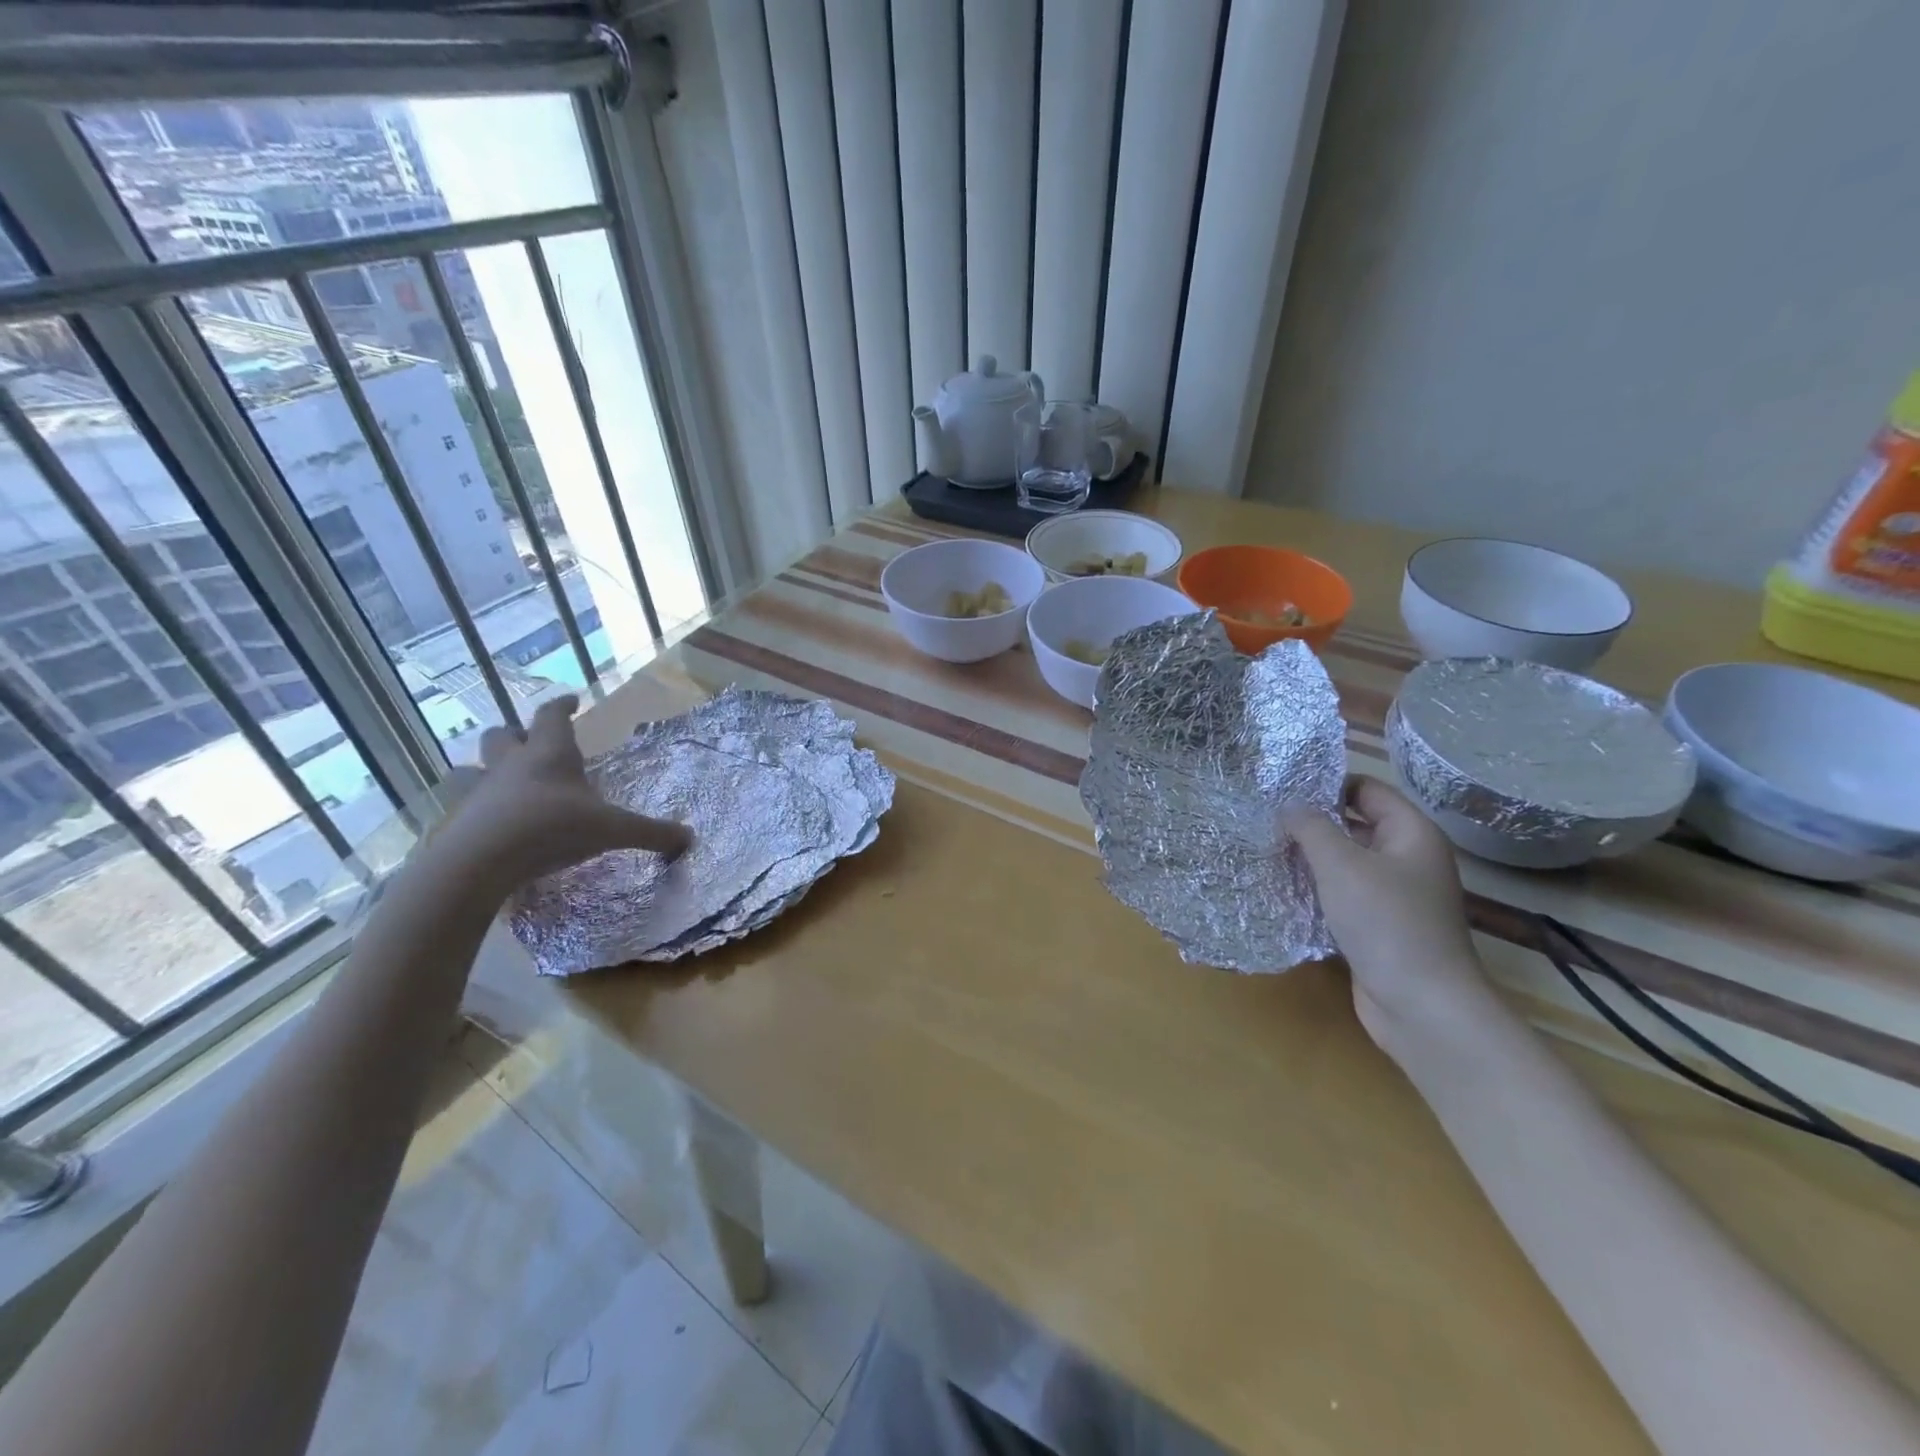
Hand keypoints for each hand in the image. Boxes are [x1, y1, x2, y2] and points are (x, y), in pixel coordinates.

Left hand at [436, 695, 691, 892]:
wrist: (480, 861)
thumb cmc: (551, 828)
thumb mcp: (612, 830)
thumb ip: (650, 832)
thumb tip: (690, 838)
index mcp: (550, 754)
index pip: (553, 716)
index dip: (562, 706)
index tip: (572, 700)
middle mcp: (511, 765)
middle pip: (503, 735)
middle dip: (516, 734)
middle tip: (531, 741)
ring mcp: (480, 792)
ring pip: (473, 768)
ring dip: (485, 769)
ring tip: (502, 781)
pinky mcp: (459, 821)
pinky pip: (465, 806)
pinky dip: (476, 808)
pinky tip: (490, 823)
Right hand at [1284, 777, 1491, 1046]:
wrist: (1423, 1006)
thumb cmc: (1386, 922)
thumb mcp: (1341, 865)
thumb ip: (1311, 827)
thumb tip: (1288, 803)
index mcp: (1411, 833)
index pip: (1366, 789)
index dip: (1326, 783)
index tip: (1280, 787)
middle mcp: (1407, 858)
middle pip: (1354, 824)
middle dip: (1312, 821)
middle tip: (1264, 817)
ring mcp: (1395, 895)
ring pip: (1346, 862)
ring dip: (1310, 857)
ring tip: (1265, 848)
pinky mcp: (1379, 926)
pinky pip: (1343, 894)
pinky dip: (1316, 889)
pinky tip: (1282, 888)